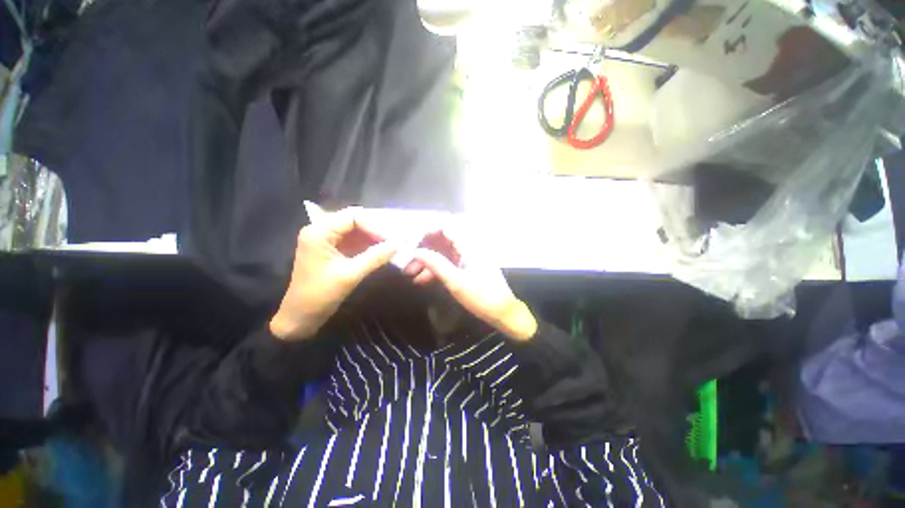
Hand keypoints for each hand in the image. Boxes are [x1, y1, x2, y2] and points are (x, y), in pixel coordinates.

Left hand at [270, 208, 397, 340]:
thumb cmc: (320, 295)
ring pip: (356, 230)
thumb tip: (398, 244)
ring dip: (373, 237)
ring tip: (391, 245)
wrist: (301, 317)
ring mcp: (327, 240)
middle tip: (394, 240)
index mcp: (320, 232)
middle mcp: (322, 230)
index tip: (390, 241)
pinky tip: (381, 251)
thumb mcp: (351, 275)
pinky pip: (354, 241)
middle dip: (376, 229)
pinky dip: (368, 245)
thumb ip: (375, 257)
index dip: (374, 225)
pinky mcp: (332, 250)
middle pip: (354, 220)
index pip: (353, 216)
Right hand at [404, 228, 537, 340]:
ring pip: (443, 253)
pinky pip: (448, 263)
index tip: (412, 243)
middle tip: (407, 263)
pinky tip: (422, 280)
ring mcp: (468, 257)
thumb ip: (435, 264)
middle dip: (423, 250)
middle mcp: (468, 247)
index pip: (446, 227)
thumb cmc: (481, 296)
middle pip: (441, 240)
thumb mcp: (455, 281)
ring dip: (427, 262)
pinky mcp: (467, 267)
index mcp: (469, 245)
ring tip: (410, 275)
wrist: (502, 312)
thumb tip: (416, 252)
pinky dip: (435, 269)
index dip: (427, 232)